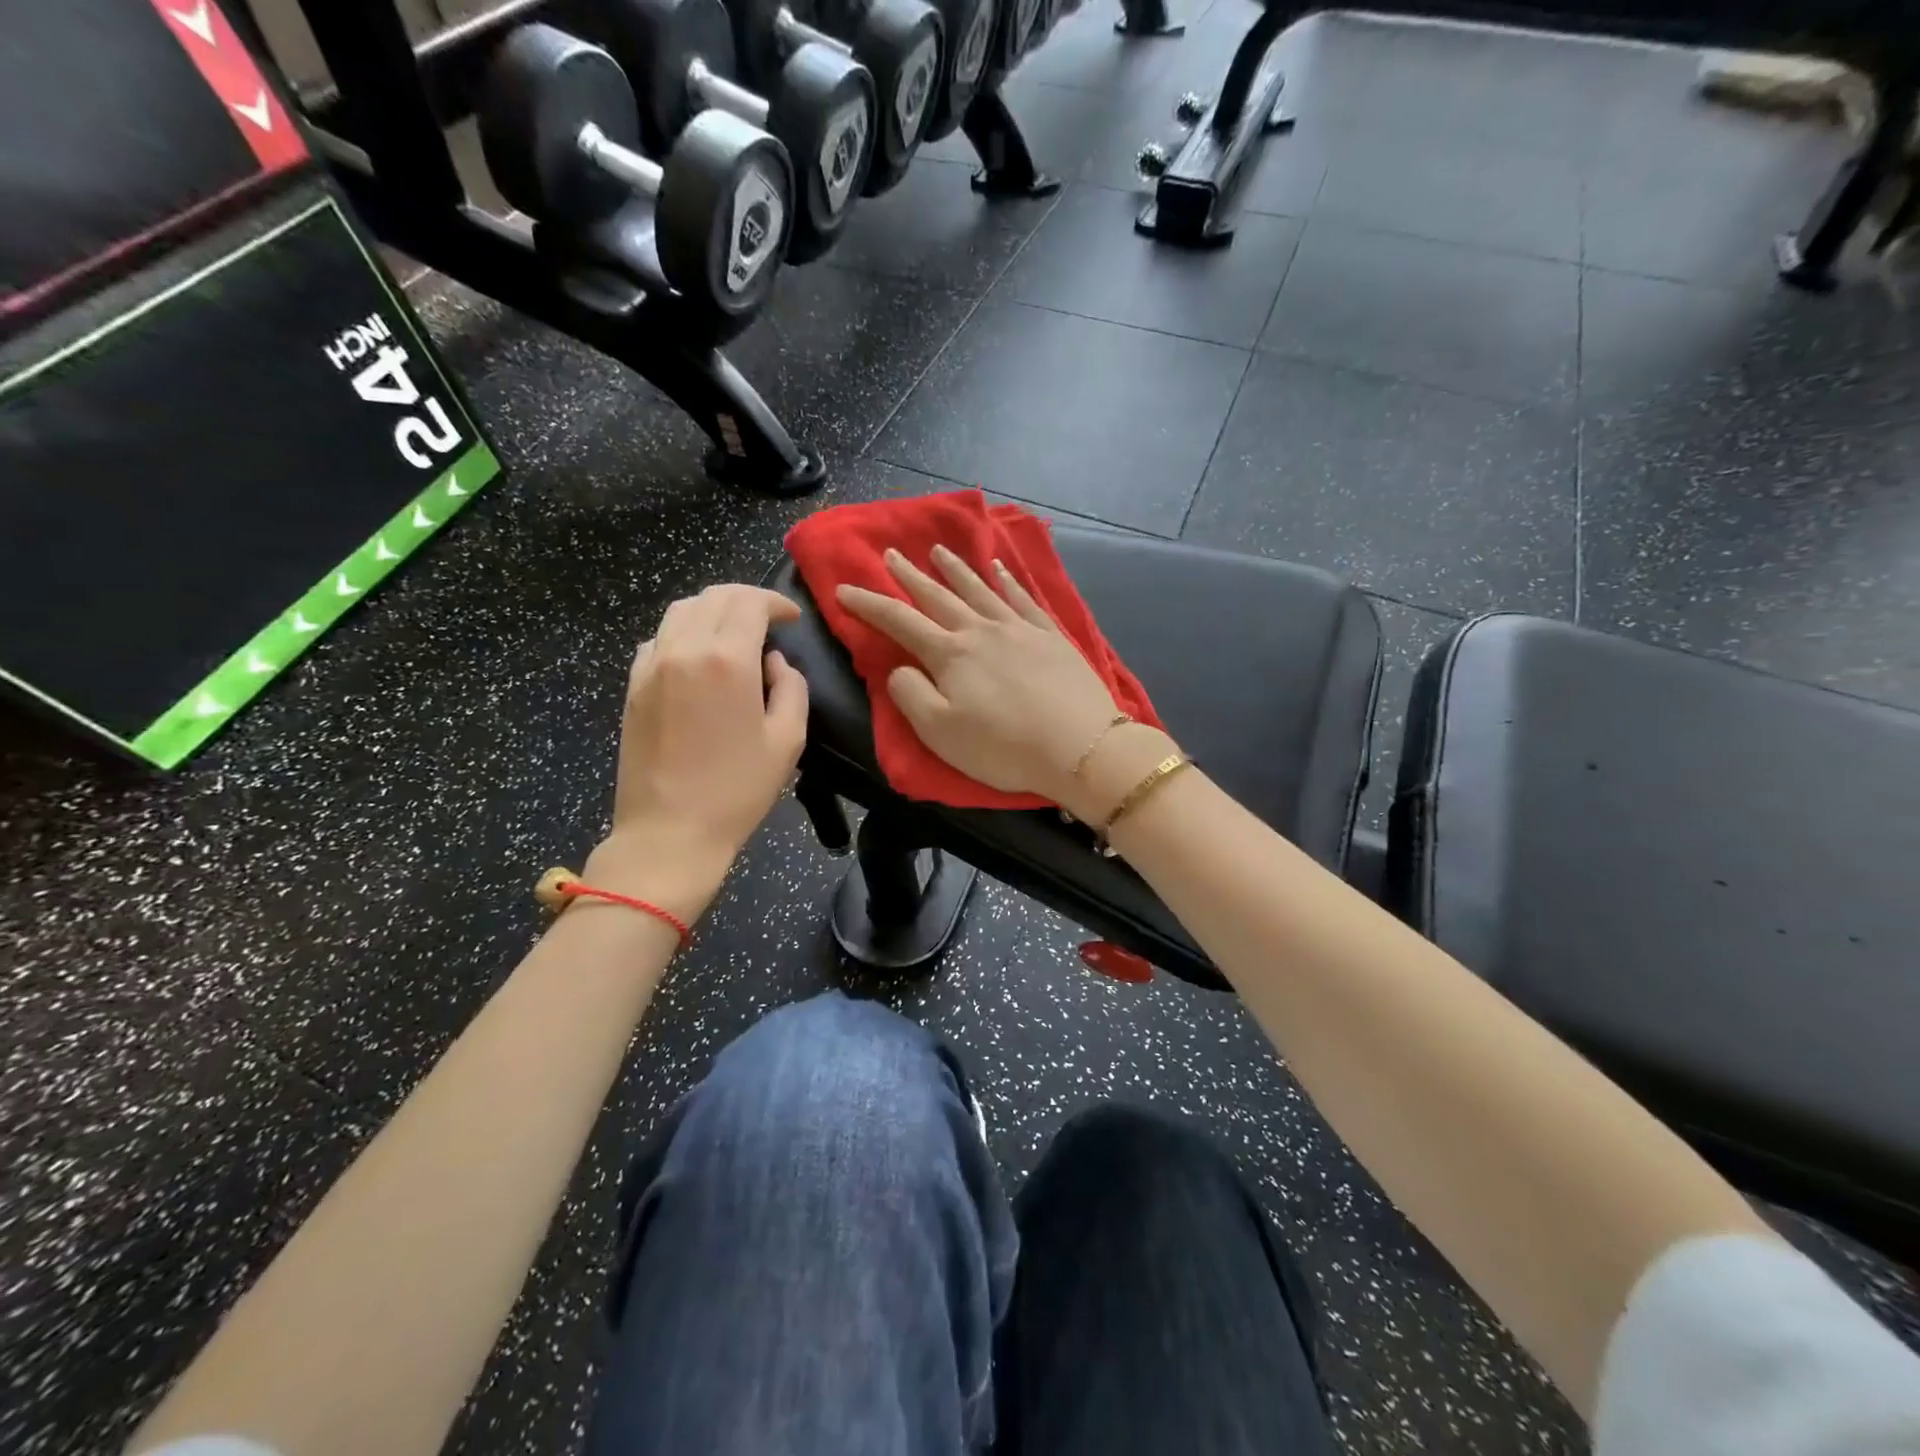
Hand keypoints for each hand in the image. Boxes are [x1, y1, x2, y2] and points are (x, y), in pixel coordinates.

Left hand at [588, 584, 807, 920]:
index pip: (749, 602)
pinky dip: (683, 634)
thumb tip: (774, 663)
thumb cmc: (737, 790)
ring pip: (680, 611)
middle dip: (745, 599)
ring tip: (734, 633)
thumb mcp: (788, 740)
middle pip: (712, 596)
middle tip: (768, 620)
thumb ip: (792, 688)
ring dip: (712, 611)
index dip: (776, 602)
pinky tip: (698, 659)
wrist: (669, 832)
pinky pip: (658, 639)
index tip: (792, 618)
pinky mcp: (632, 686)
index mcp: (727, 660)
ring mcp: (651, 666)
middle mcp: (684, 649)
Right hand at [836, 546, 1137, 814]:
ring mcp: (1019, 629)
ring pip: (980, 590)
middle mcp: (981, 631)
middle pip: (938, 597)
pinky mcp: (1051, 637)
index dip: (868, 605)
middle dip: (910, 576)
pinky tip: (1000, 570)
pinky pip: (1023, 599)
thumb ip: (911, 695)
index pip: (899, 622)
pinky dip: (1008, 581)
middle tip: (890, 554)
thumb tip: (900, 669)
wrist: (1080, 746)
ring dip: (956, 570)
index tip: (843, 589)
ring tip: (939, 551)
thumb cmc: (1003, 747)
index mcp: (950, 655)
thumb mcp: (940, 732)